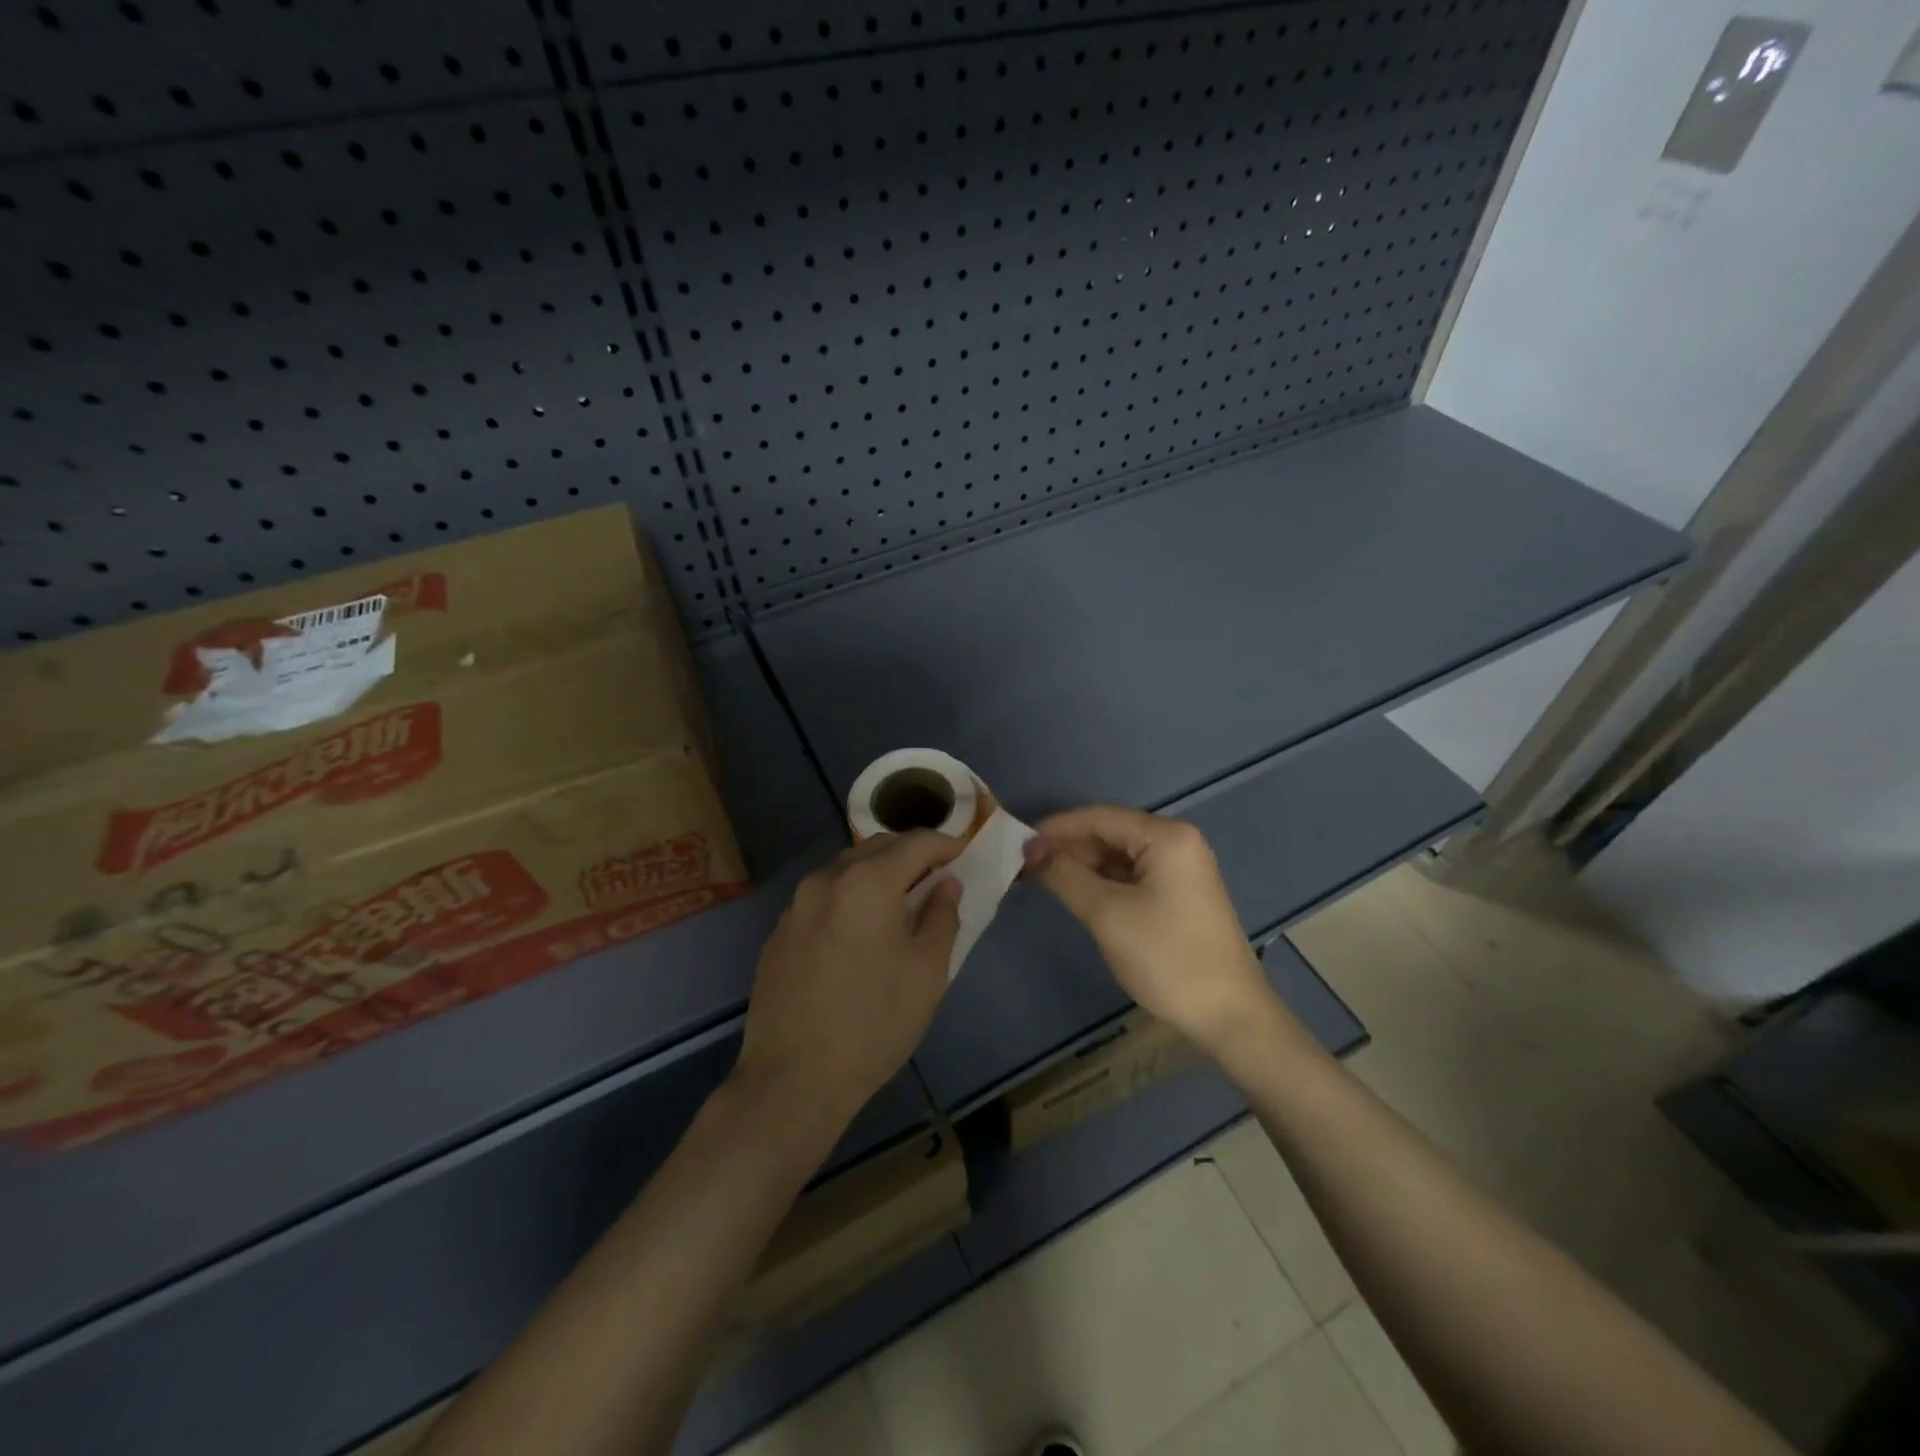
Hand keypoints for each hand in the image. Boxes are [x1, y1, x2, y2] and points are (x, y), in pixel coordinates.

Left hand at [734, 831, 962, 1141]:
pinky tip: (856, 936)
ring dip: (876, 875)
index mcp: (867, 881)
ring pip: (845, 870)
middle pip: (877, 848)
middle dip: (910, 855)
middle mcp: (826, 879)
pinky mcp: (778, 933)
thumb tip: (945, 885)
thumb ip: (942, 917)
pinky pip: (821, 899)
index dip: (946, 844)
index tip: (963, 856)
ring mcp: (795, 905)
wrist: (793, 1079)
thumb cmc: (874, 1022)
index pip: (916, 841)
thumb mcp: (927, 972)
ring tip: (896, 906)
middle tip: (934, 880)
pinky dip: (847, 899)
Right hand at [1023, 806, 1269, 1053]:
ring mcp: (1181, 869)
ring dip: (1082, 866)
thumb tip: (1030, 848)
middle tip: (1024, 868)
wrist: (1229, 1016)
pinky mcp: (1179, 894)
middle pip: (1109, 833)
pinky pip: (1132, 876)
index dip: (1055, 829)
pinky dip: (1102, 883)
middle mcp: (1176, 842)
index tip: (1016, 846)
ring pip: (1119, 856)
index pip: (1098, 817)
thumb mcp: (1107, 914)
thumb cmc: (1167, 958)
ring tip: (1041, 881)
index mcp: (1166, 837)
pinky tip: (1076, 894)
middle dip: (1067, 848)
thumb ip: (1065, 875)